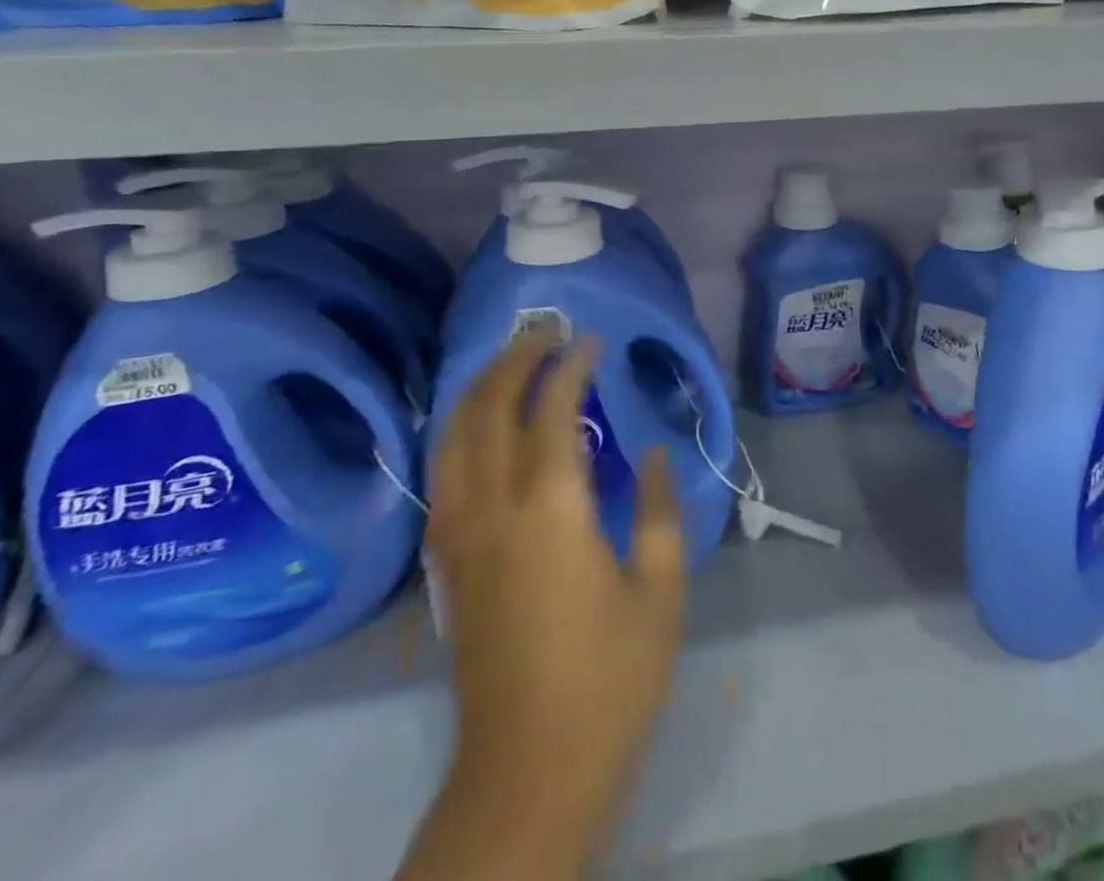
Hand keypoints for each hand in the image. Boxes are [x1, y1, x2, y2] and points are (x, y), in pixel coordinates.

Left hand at [424, 325, 684, 874]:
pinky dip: (460, 430)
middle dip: (514, 358)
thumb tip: (651, 455)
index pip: (552, 410)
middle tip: (546, 330)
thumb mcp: (660, 590)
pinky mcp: (447, 564)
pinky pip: (443, 473)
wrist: (528, 773)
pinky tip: (481, 427)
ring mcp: (459, 536)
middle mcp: (492, 509)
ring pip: (452, 436)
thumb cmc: (610, 679)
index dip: (571, 366)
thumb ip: (657, 510)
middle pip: (487, 408)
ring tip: (512, 361)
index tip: (592, 341)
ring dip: (480, 387)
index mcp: (550, 510)